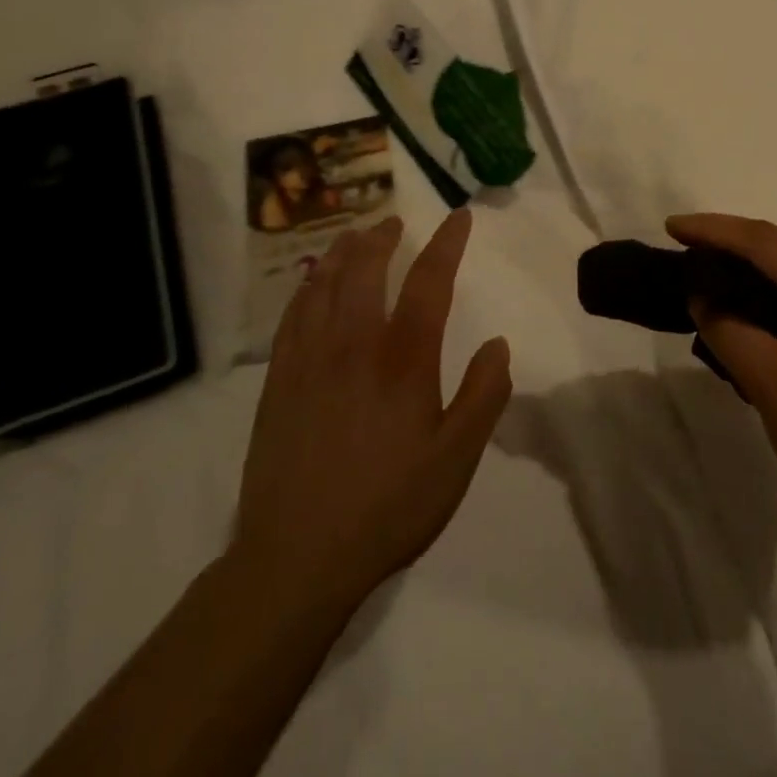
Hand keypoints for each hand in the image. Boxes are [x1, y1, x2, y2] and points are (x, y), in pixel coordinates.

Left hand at [230, 210, 511, 609]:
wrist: (296, 558)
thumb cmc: (388, 507)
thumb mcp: (456, 460)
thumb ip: (482, 396)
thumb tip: (498, 344)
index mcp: (403, 361)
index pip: (428, 283)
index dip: (447, 245)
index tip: (458, 217)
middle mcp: (354, 347)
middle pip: (365, 271)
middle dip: (382, 239)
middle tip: (393, 221)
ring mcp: (309, 362)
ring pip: (323, 287)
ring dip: (342, 254)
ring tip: (353, 236)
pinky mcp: (278, 383)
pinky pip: (292, 318)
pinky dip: (305, 289)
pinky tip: (310, 284)